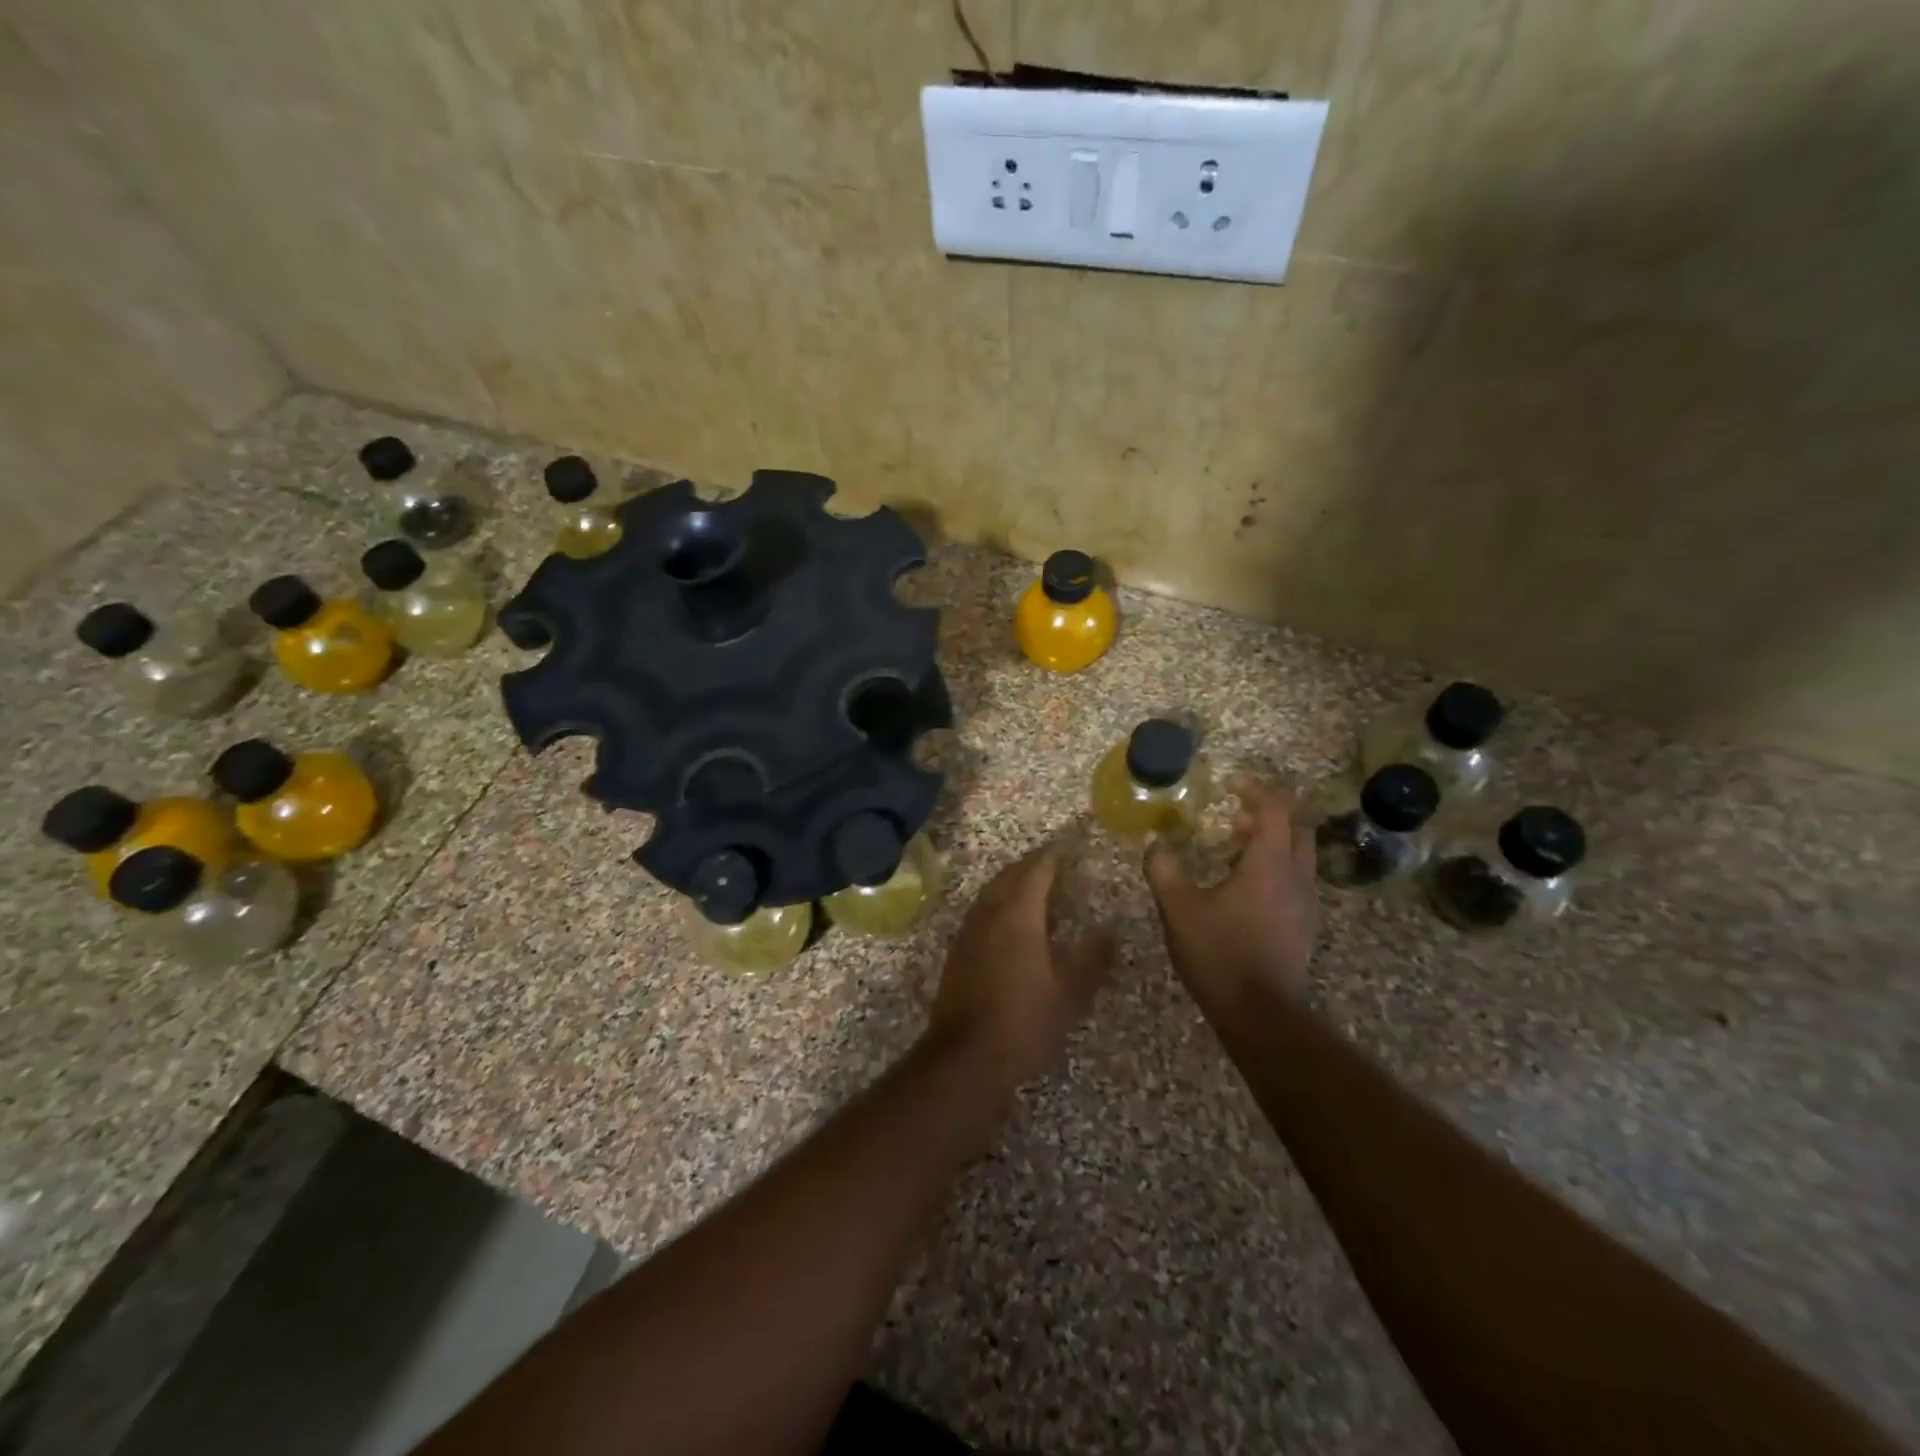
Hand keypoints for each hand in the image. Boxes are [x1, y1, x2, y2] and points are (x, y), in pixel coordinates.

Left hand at [928, 842, 1114, 1088]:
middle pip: (1010, 875)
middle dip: (1033, 866)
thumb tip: (1108, 931)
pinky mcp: (959, 952)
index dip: (1054, 855)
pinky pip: (983, 913)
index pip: (1037, 869)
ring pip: (993, 893)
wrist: (967, 1056)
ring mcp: (969, 931)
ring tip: (1040, 893)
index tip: (1070, 848)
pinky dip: (1002, 907)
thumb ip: (1091, 956)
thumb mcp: (1070, 990)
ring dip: (1015, 885)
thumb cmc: (1025, 1018)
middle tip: (1057, 865)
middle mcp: (989, 912)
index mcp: (1018, 912)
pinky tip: (1016, 927)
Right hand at [1144, 775, 1319, 1010]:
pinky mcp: (1304, 924)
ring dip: (1272, 839)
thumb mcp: (1179, 909)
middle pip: (1297, 826)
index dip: (1254, 789)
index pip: (1274, 809)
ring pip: (1299, 853)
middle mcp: (1297, 876)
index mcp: (1269, 863)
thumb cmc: (1219, 953)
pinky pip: (1296, 877)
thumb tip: (1155, 844)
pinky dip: (1275, 864)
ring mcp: (1306, 902)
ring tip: (1234, 844)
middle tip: (1235, 811)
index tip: (1230, 783)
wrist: (1261, 1014)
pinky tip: (1245, 883)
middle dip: (1269, 811)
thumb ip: (1163, 870)